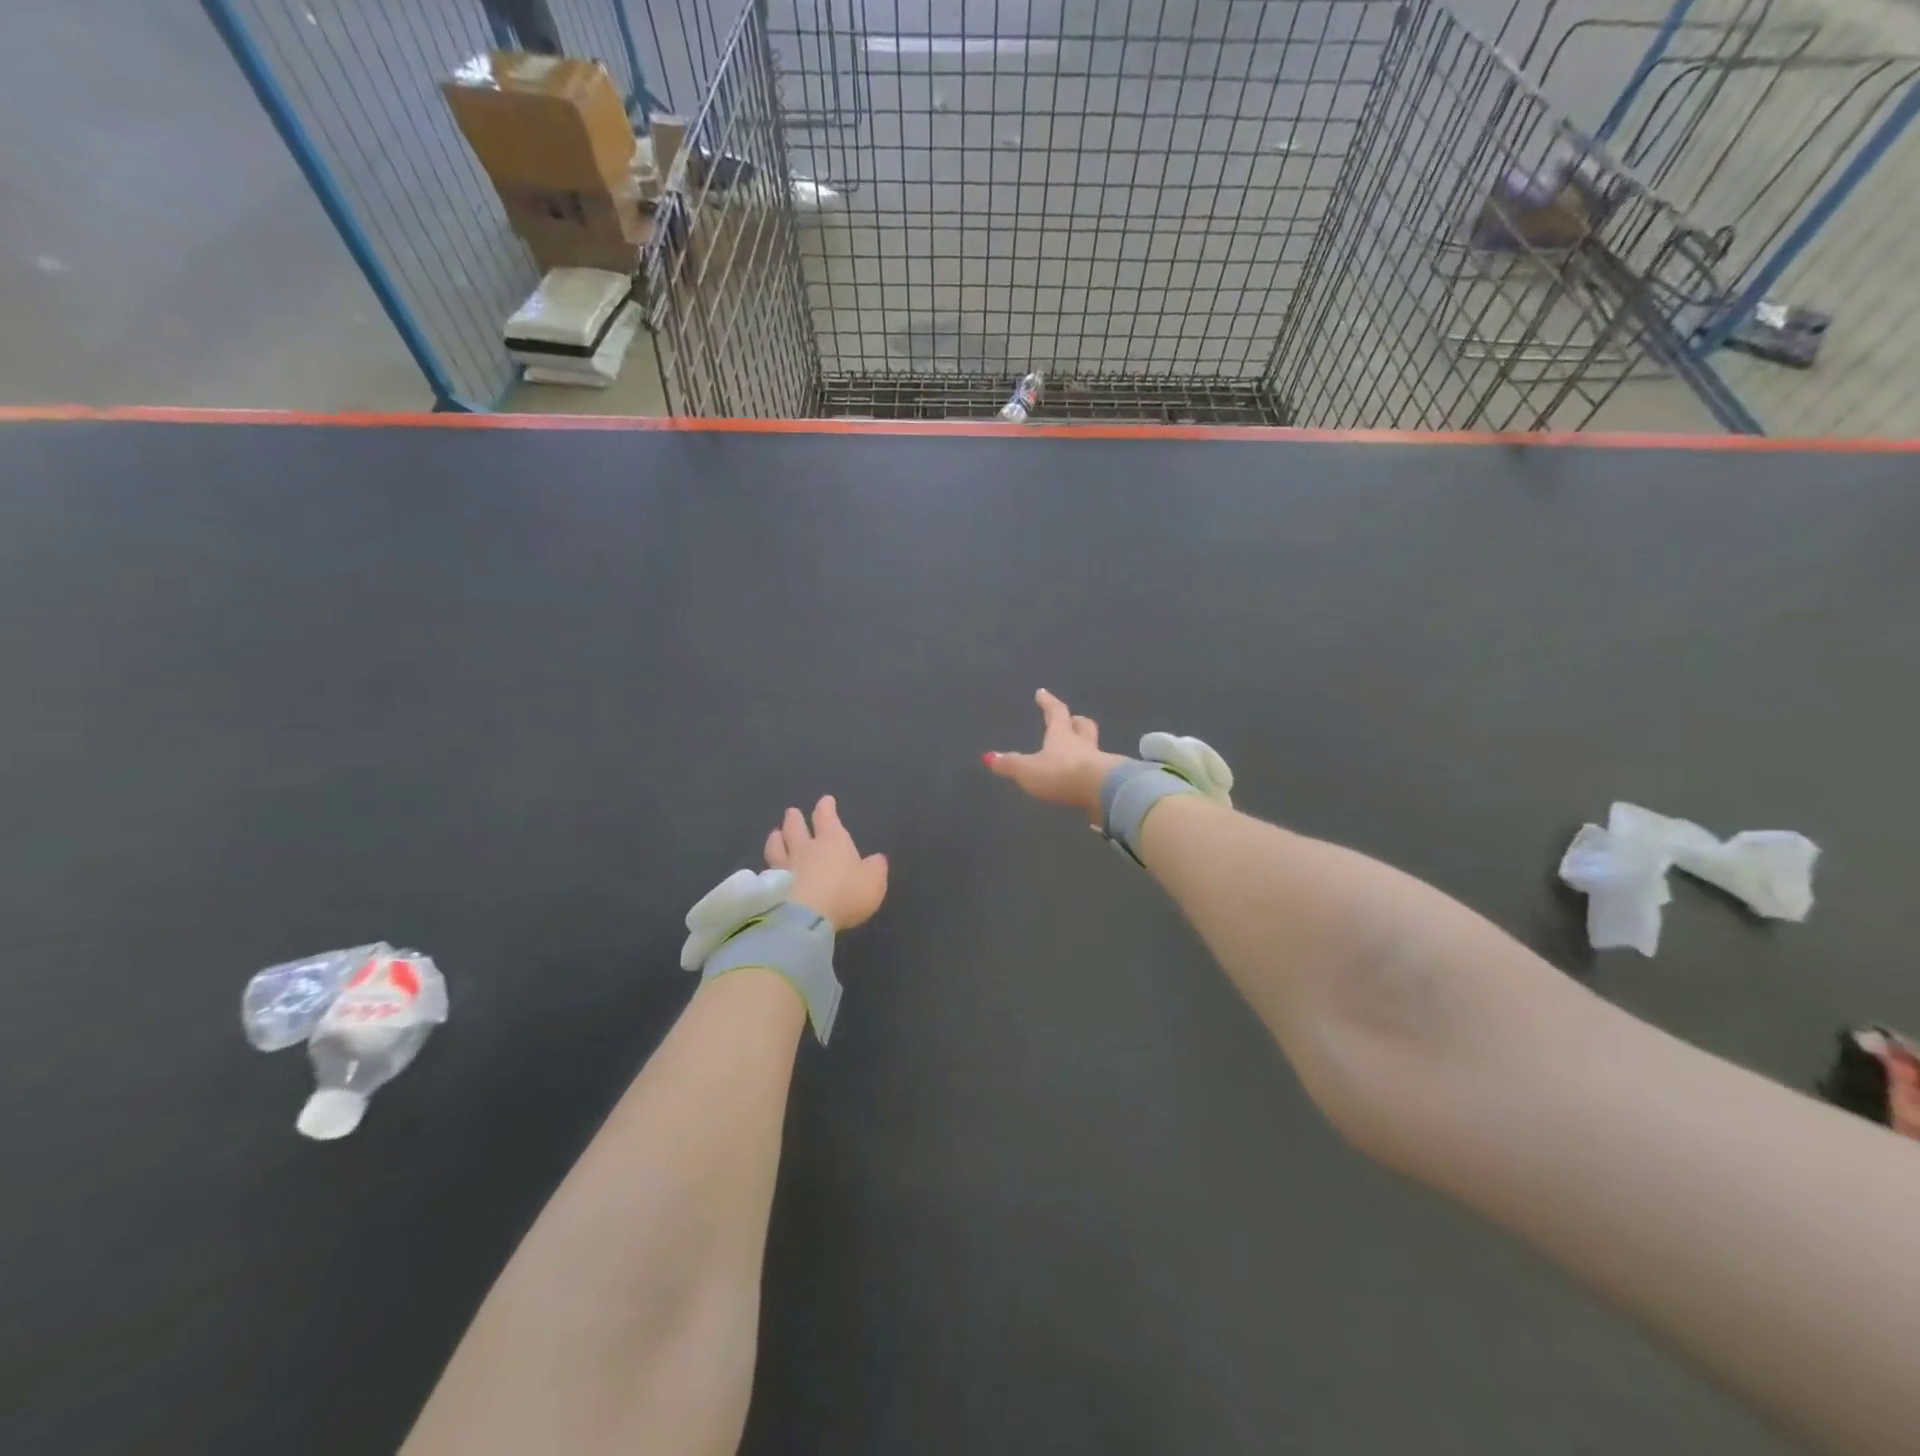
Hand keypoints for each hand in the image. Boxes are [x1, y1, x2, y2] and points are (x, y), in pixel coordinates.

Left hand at [764, 796, 888, 932]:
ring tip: (775, 834)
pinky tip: (767, 870)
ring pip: (777, 846)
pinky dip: (768, 867)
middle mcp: (806, 848)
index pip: (827, 817)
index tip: (825, 800)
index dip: (826, 807)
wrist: (805, 917)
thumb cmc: (845, 893)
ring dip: (776, 838)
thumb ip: (875, 868)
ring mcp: (785, 866)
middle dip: (795, 818)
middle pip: (796, 827)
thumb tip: (878, 859)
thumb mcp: (873, 881)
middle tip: (792, 812)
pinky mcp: (771, 887)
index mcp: (832, 841)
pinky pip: (767, 871)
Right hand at [984, 689, 1128, 823]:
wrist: (1102, 792)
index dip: (1048, 702)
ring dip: (1086, 747)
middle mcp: (1082, 744)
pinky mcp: (1110, 781)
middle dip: (1076, 721)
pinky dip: (1093, 772)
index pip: (1056, 712)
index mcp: (1062, 735)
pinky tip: (1087, 780)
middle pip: (1083, 726)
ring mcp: (1100, 762)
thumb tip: (989, 757)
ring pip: (1093, 748)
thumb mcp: (1028, 770)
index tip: (1042, 692)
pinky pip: (1100, 771)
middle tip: (1072, 719)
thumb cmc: (1061, 774)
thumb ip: (1010, 764)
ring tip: (1078, 752)